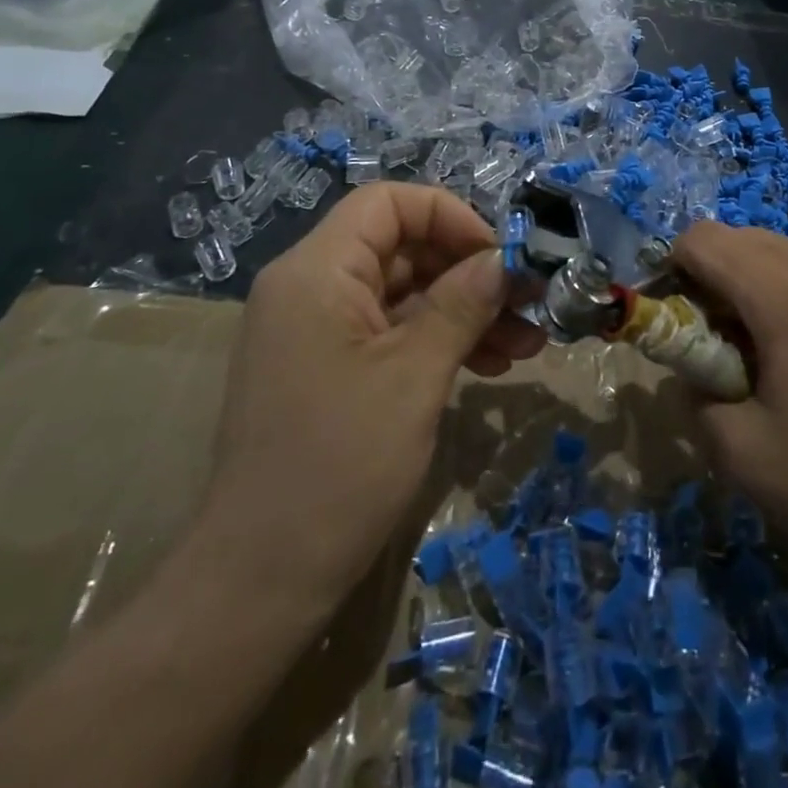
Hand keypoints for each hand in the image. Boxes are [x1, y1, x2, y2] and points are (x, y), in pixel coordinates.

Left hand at [197, 184, 545, 609]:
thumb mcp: (414, 376)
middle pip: (401, 247)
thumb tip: (505, 260)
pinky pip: (391, 332)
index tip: (498, 257)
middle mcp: (311, 287)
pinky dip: (438, 341)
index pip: (388, 202)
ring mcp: (318, 330)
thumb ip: (462, 304)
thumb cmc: (338, 467)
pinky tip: (490, 366)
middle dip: (469, 272)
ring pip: (404, 293)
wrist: (258, 584)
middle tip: (529, 304)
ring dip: (465, 311)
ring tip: (527, 344)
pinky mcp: (328, 368)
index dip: (449, 216)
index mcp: (316, 271)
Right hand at [673, 221, 787, 582]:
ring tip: (763, 353)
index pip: (704, 239)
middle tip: (715, 341)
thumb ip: (694, 398)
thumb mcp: (742, 455)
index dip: (673, 269)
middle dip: (711, 275)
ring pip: (782, 253)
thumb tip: (690, 372)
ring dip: (752, 284)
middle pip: (741, 237)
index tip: (675, 320)